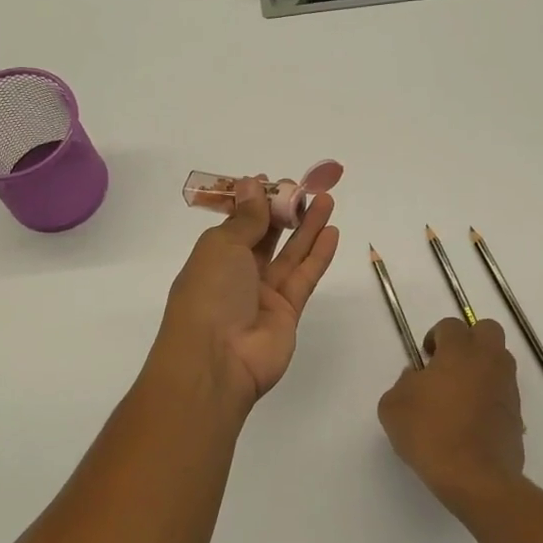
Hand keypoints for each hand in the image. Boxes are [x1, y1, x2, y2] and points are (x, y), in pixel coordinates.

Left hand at [154, 176, 339, 407]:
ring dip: (307, 228)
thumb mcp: (222, 246)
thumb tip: (252, 183)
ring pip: (290, 255)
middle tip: (304, 188)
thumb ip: (246, 218)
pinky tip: (332, 233)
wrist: (217, 360)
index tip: (272, 182)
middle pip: (265, 237)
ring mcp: (263, 295)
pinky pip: (304, 277)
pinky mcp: (288, 312)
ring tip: (326, 200)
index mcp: (213, 257)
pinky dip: (318, 255)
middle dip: (283, 211)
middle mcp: (238, 274)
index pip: (237, 224)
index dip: (254, 203)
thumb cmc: (209, 294)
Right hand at [379, 318, 524, 513]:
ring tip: (459, 394)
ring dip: (481, 367)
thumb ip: (403, 383)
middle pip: (487, 330)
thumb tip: (417, 377)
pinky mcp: (517, 413)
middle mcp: (489, 361)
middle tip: (448, 364)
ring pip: (499, 360)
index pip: (452, 325)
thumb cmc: (430, 434)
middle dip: (468, 339)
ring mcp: (507, 387)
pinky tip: (470, 419)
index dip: (436, 336)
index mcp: (459, 352)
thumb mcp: (393, 406)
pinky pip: (503, 391)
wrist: (475, 477)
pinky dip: (489, 396)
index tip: (425, 358)